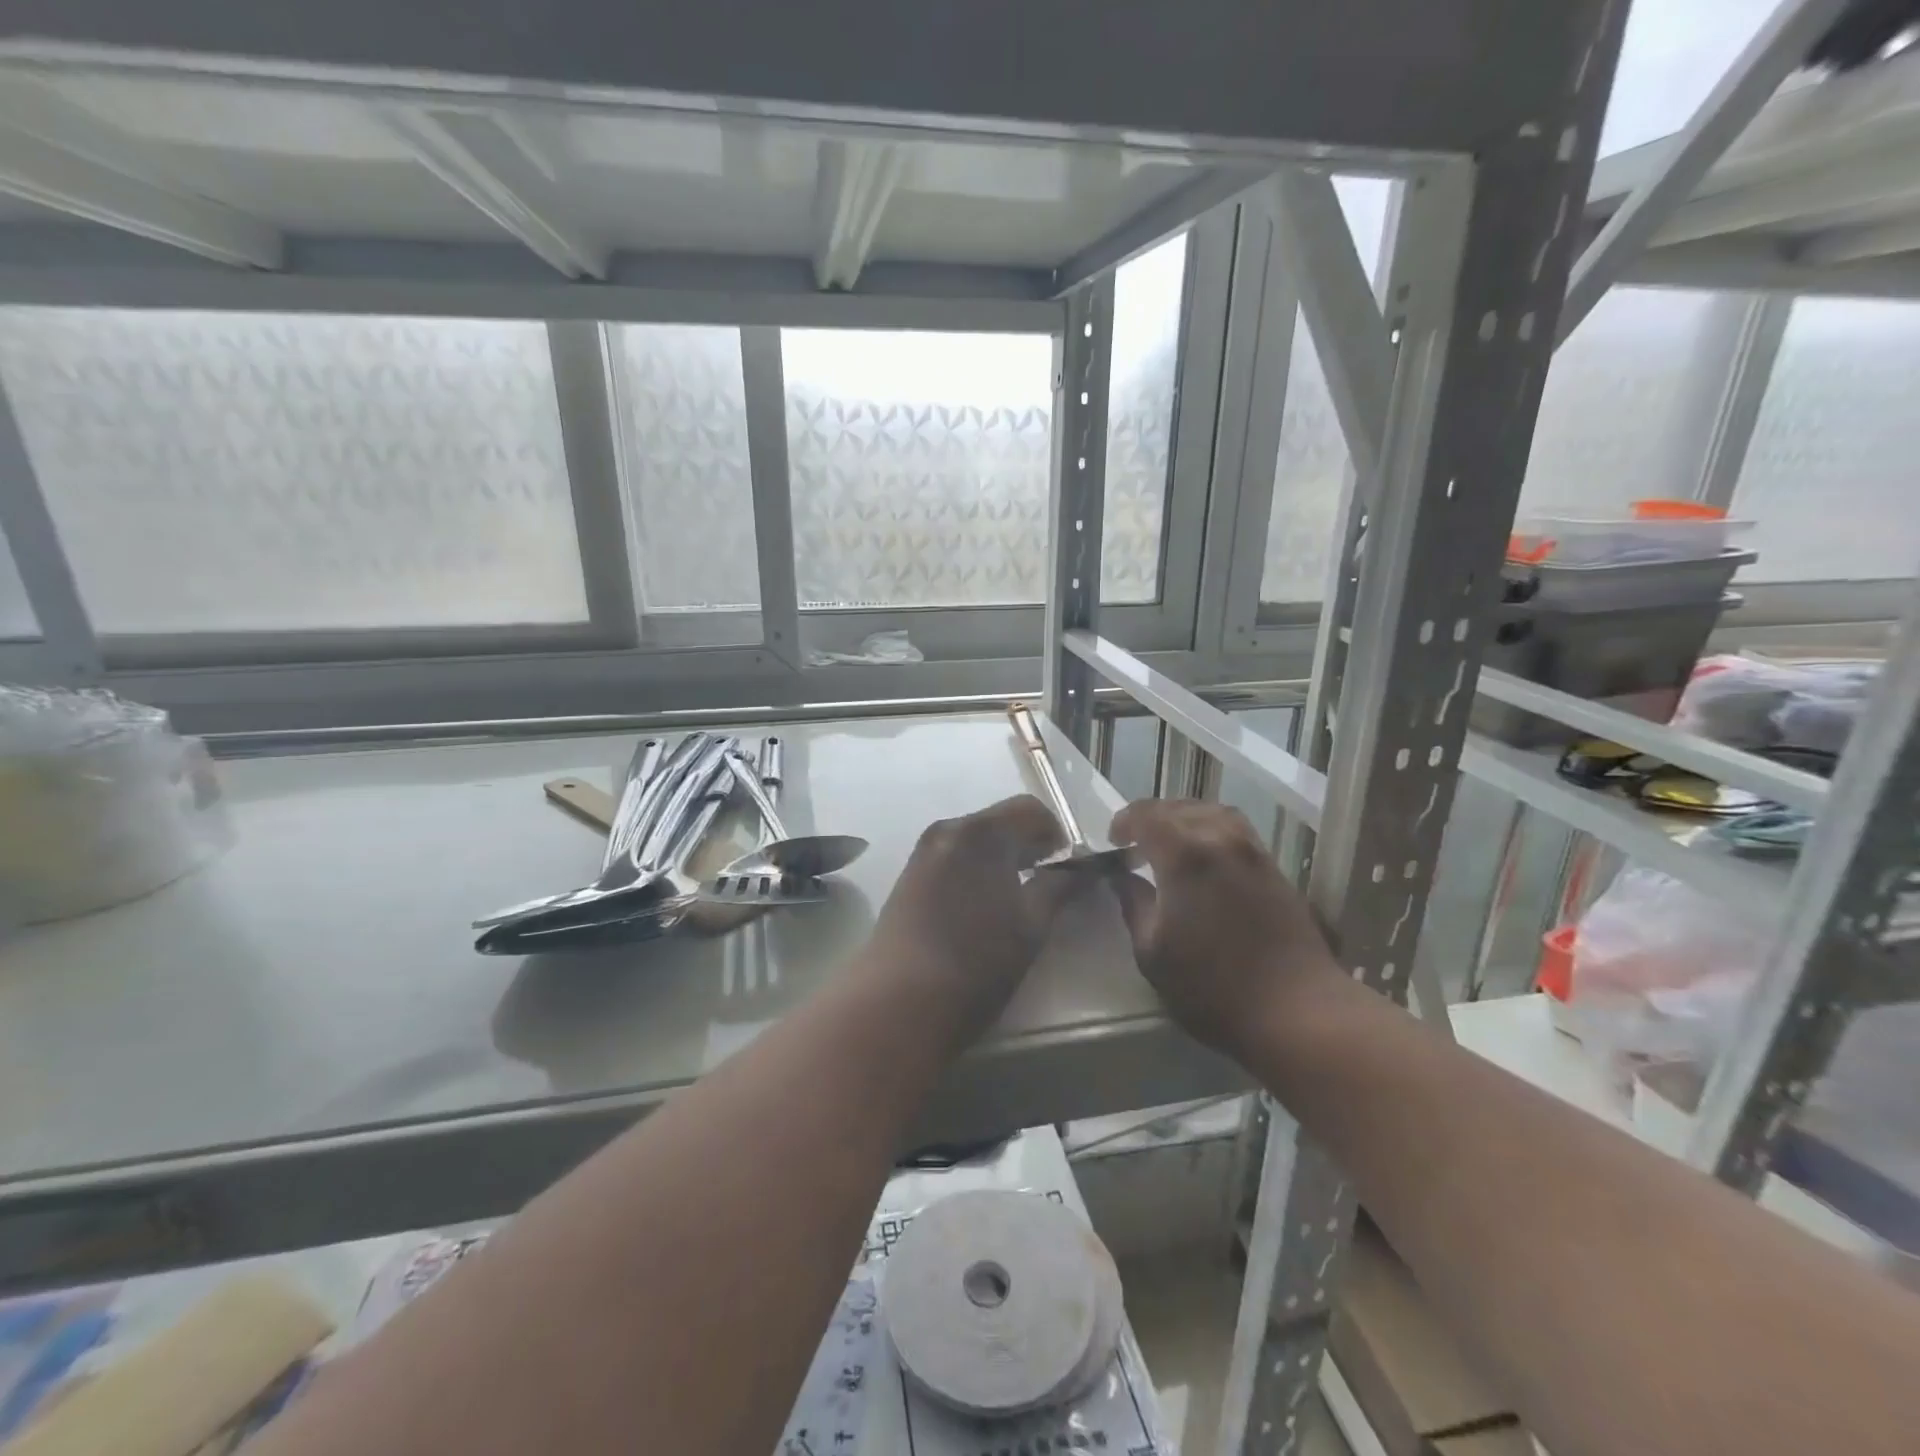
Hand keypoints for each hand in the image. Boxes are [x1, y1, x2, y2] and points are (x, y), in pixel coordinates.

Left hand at [865, 796, 1072, 1041]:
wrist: (899, 1002)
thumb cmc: (977, 961)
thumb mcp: (1032, 925)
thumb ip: (1059, 887)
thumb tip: (1080, 868)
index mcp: (982, 832)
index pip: (1030, 809)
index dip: (1056, 833)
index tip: (1067, 866)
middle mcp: (948, 830)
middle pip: (999, 822)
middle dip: (1028, 845)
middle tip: (1048, 882)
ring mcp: (922, 854)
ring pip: (974, 842)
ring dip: (1000, 859)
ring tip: (1016, 899)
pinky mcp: (907, 879)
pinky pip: (952, 860)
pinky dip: (975, 871)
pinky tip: (981, 909)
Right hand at [1109, 799, 1342, 1055]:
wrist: (1296, 1009)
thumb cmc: (1212, 986)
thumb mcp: (1152, 952)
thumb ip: (1134, 905)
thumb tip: (1124, 879)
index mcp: (1185, 855)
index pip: (1148, 816)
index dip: (1125, 821)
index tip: (1113, 840)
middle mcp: (1220, 840)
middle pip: (1180, 808)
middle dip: (1152, 817)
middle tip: (1136, 841)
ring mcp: (1253, 852)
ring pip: (1213, 813)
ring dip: (1185, 818)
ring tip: (1170, 842)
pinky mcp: (1274, 869)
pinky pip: (1236, 830)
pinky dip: (1211, 830)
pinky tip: (1204, 858)